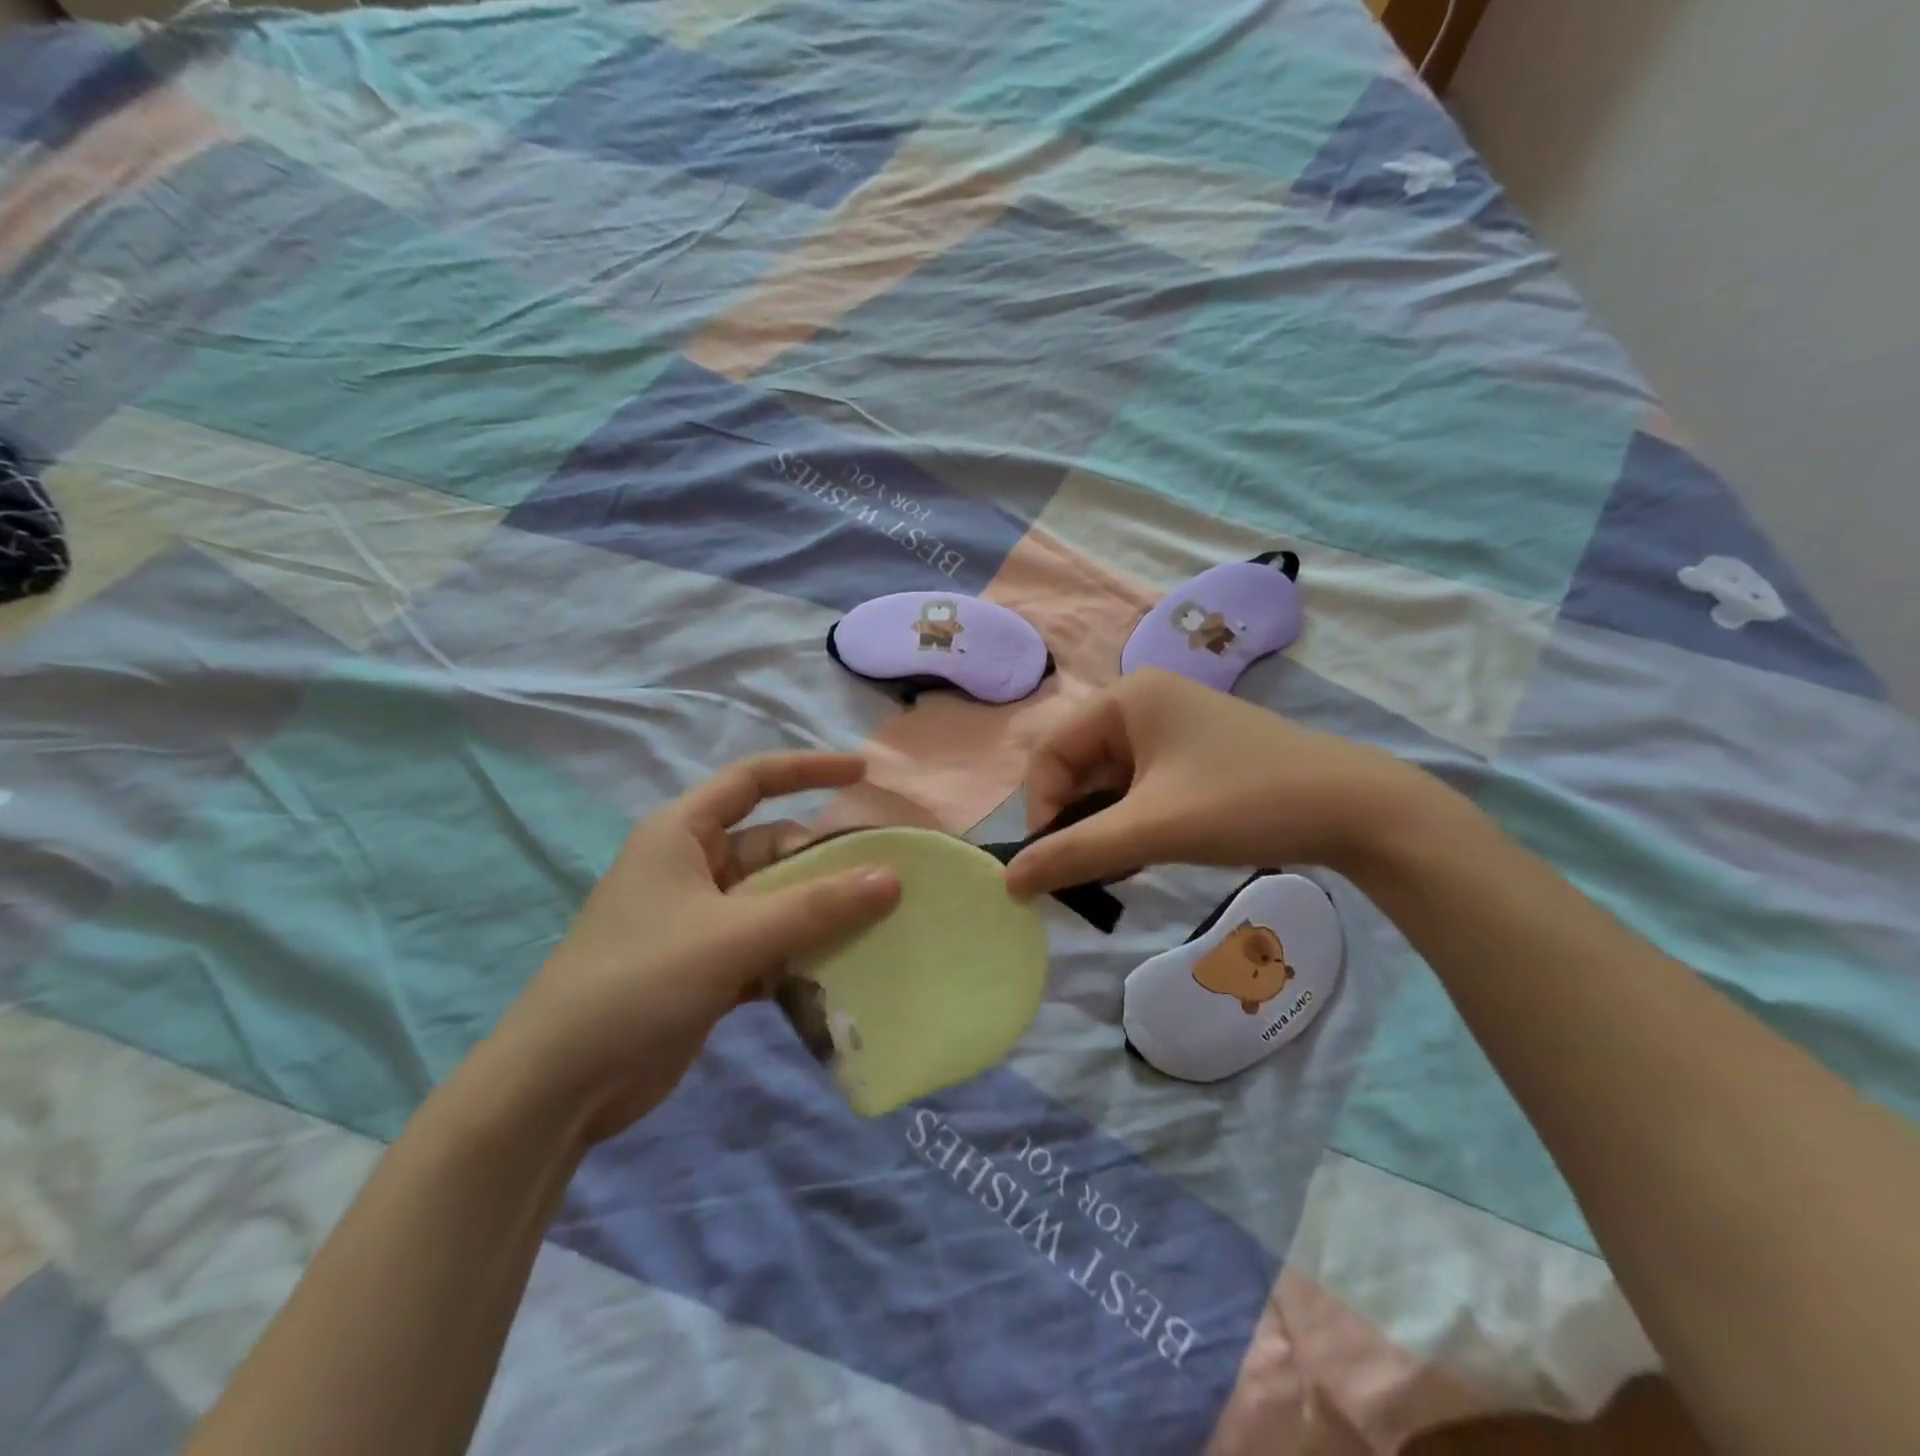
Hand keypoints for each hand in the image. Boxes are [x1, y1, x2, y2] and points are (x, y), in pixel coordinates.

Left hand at [491, 752, 899, 1142]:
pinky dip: (801, 954)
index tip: (863, 774)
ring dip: (820, 913)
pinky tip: (841, 972)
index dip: (809, 769)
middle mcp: (694, 867)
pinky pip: (771, 944)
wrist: (561, 1084)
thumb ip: (815, 906)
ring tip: (880, 926)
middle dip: (826, 861)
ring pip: (778, 899)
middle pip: (775, 847)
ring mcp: (702, 920)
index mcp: (683, 834)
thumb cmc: (638, 981)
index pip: (753, 780)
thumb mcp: (732, 936)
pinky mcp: (710, 966)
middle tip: (888, 881)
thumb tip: (892, 877)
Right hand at [1003, 669, 1423, 896]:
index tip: (1052, 863)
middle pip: (1079, 765)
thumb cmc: (1243, 802)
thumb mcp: (1150, 829)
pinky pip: (1142, 785)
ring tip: (1120, 867)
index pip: (1051, 752)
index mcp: (1125, 698)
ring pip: (1111, 780)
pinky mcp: (1196, 753)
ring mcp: (1174, 727)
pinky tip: (1148, 851)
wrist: (1356, 808)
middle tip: (1085, 872)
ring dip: (1105, 824)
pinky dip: (1134, 820)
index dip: (1041, 808)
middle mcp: (1144, 702)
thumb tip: (1008, 883)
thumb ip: (1074, 853)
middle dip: (1075, 819)